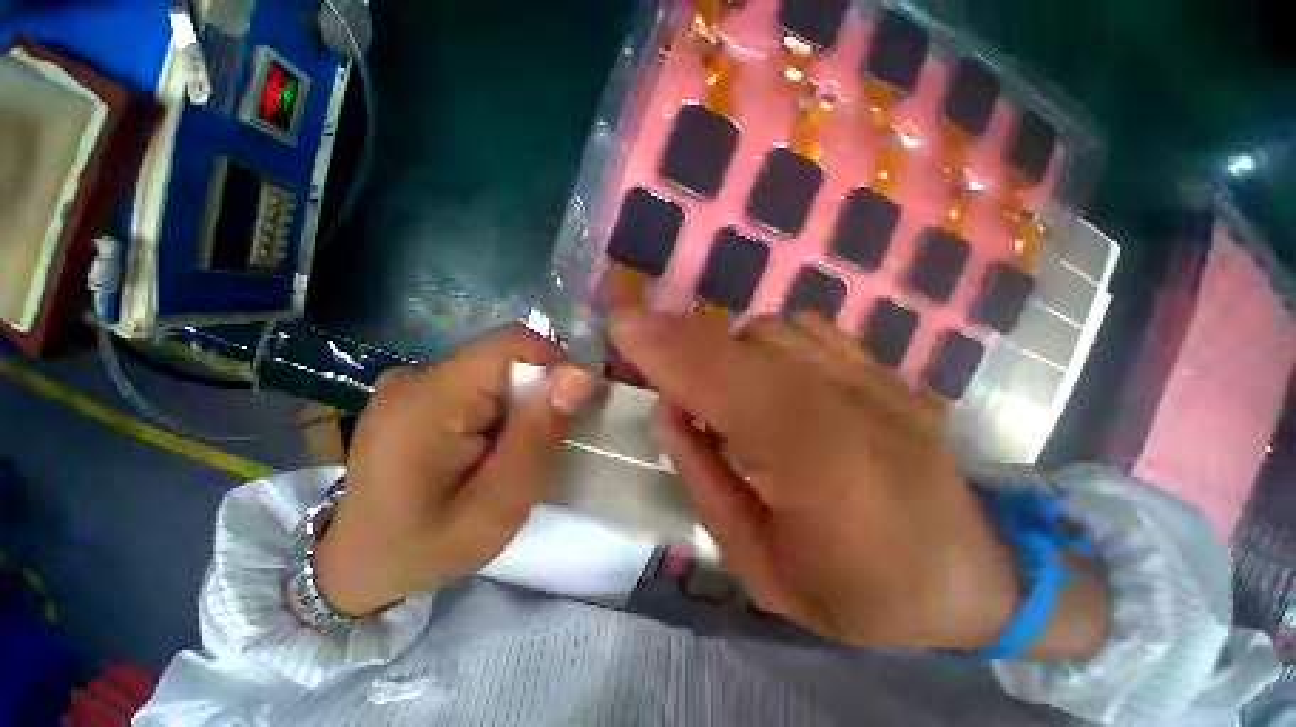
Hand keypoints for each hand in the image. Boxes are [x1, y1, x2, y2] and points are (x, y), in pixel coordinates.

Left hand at [314, 324, 595, 615]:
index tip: (569, 407)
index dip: (554, 363)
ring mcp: (411, 381)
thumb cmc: (428, 546)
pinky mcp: (416, 391)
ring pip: (495, 370)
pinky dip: (499, 407)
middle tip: (535, 445)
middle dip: (536, 394)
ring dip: (519, 403)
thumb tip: (580, 374)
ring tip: (510, 451)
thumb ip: (539, 436)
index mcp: (428, 400)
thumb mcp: (498, 506)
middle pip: (505, 358)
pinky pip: (478, 382)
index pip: (511, 344)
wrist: (361, 562)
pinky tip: (488, 444)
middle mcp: (415, 376)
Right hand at [611, 310, 1107, 655]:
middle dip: (682, 338)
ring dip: (724, 349)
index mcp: (817, 464)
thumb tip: (667, 412)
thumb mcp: (761, 566)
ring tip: (718, 390)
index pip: (725, 382)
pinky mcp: (885, 368)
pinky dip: (765, 342)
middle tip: (645, 350)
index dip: (668, 349)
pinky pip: (805, 328)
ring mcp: (875, 377)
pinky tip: (765, 376)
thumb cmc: (861, 591)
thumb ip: (703, 480)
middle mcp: (848, 402)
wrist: (971, 575)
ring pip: (770, 328)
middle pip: (745, 341)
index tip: (621, 326)